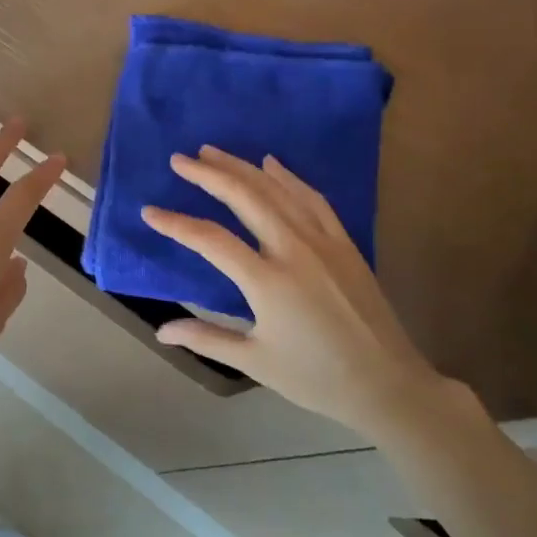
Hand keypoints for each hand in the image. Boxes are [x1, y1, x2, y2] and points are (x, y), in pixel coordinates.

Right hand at [141, 147, 457, 432]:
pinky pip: (312, 199)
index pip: (210, 239)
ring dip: (242, 167)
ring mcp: (323, 242)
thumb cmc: (316, 378)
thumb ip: (206, 338)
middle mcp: (294, 250)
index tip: (149, 211)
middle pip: (244, 197)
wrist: (388, 384)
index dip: (176, 224)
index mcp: (268, 282)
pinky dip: (288, 177)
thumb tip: (161, 331)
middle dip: (208, 174)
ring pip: (277, 190)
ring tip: (212, 151)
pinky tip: (271, 164)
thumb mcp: (255, 362)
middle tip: (179, 160)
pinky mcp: (344, 243)